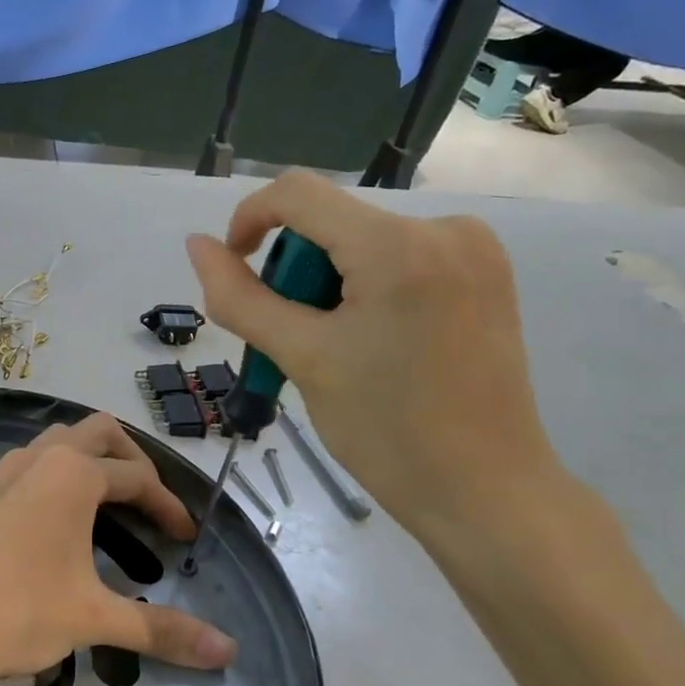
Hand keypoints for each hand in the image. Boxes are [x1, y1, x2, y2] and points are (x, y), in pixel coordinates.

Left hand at [0, 413, 236, 685]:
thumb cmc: (14, 610)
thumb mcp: (93, 618)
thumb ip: (161, 630)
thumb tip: (228, 652)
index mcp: (72, 472)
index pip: (137, 476)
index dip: (169, 505)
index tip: (187, 538)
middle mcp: (38, 458)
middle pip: (98, 433)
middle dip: (131, 461)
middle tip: (148, 503)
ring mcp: (3, 474)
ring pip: (57, 444)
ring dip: (89, 463)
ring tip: (109, 507)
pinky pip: (30, 469)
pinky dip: (57, 480)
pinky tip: (58, 527)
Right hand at [185, 169, 562, 538]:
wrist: (486, 492)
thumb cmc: (386, 430)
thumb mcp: (301, 358)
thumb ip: (239, 297)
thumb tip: (197, 245)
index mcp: (398, 245)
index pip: (297, 193)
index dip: (249, 220)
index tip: (234, 270)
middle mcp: (446, 227)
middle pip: (332, 221)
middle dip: (296, 270)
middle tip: (297, 339)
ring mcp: (475, 249)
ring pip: (363, 241)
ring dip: (329, 283)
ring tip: (337, 349)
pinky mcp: (487, 273)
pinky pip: (400, 257)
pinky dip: (367, 288)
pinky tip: (376, 342)